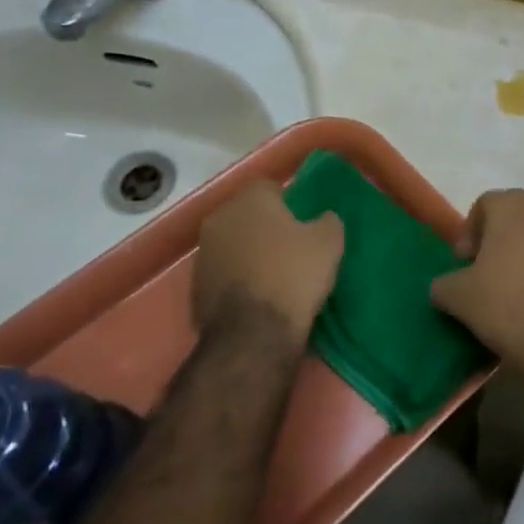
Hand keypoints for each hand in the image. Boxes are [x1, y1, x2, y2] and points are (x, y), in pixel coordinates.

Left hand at [194, 181, 342, 345]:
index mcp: (250, 200)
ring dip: (250, 253)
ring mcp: (203, 253)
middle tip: (291, 247)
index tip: (304, 224)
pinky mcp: (194, 286)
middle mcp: (220, 218)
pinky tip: (257, 297)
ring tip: (274, 275)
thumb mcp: (329, 242)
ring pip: (234, 243)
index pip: (271, 188)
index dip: (290, 204)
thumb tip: (322, 218)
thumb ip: (328, 220)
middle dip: (266, 227)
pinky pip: (224, 272)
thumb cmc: (294, 276)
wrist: (253, 335)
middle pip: (248, 215)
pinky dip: (238, 279)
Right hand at [430, 190, 523, 379]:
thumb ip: (444, 283)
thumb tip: (445, 286)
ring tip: (522, 290)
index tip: (465, 265)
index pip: (484, 206)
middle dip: (503, 241)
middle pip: (519, 217)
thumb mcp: (460, 298)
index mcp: (515, 204)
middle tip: (491, 275)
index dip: (469, 234)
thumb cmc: (510, 306)